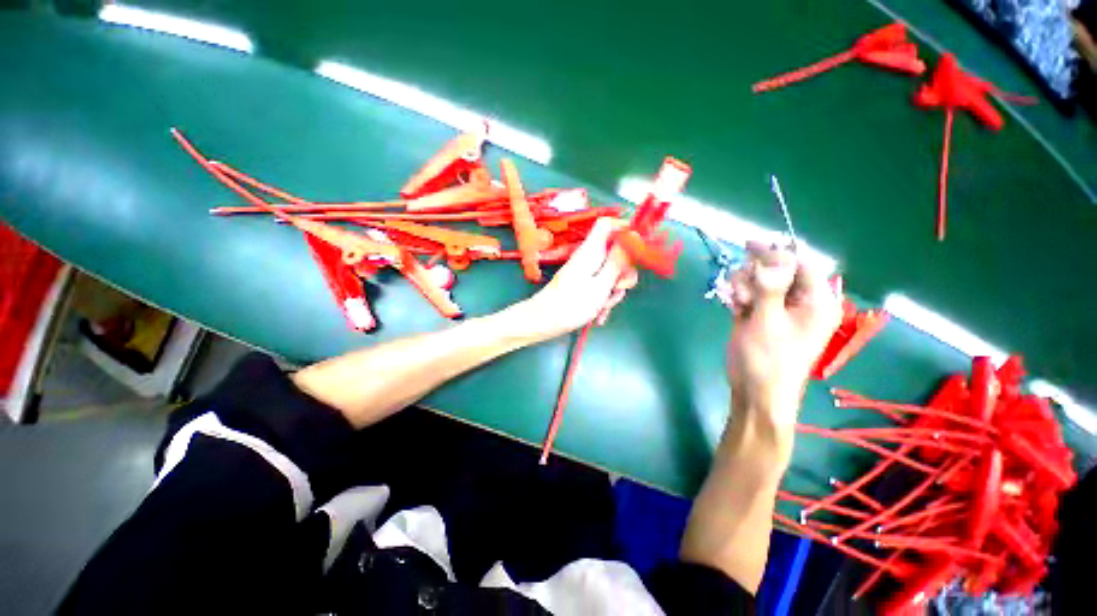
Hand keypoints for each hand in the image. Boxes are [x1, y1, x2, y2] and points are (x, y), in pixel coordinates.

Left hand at [510, 218, 637, 340]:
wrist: (543, 322)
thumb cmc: (572, 304)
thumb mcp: (601, 284)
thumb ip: (618, 261)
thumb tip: (634, 237)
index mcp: (592, 250)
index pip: (608, 224)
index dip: (625, 230)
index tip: (637, 251)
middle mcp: (589, 256)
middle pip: (616, 253)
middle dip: (623, 274)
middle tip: (616, 288)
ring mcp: (586, 271)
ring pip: (611, 273)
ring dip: (613, 291)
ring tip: (602, 306)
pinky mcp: (583, 283)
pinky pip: (602, 285)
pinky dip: (603, 299)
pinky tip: (599, 315)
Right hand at [725, 242, 841, 430]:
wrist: (753, 390)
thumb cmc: (768, 359)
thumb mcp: (769, 322)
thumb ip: (769, 287)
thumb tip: (772, 256)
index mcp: (816, 300)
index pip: (801, 262)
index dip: (776, 252)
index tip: (749, 246)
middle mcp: (799, 299)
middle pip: (775, 267)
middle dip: (755, 274)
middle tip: (745, 293)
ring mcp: (776, 305)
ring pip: (756, 277)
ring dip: (742, 286)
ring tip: (739, 305)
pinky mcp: (757, 312)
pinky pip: (745, 291)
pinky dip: (736, 294)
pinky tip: (733, 307)